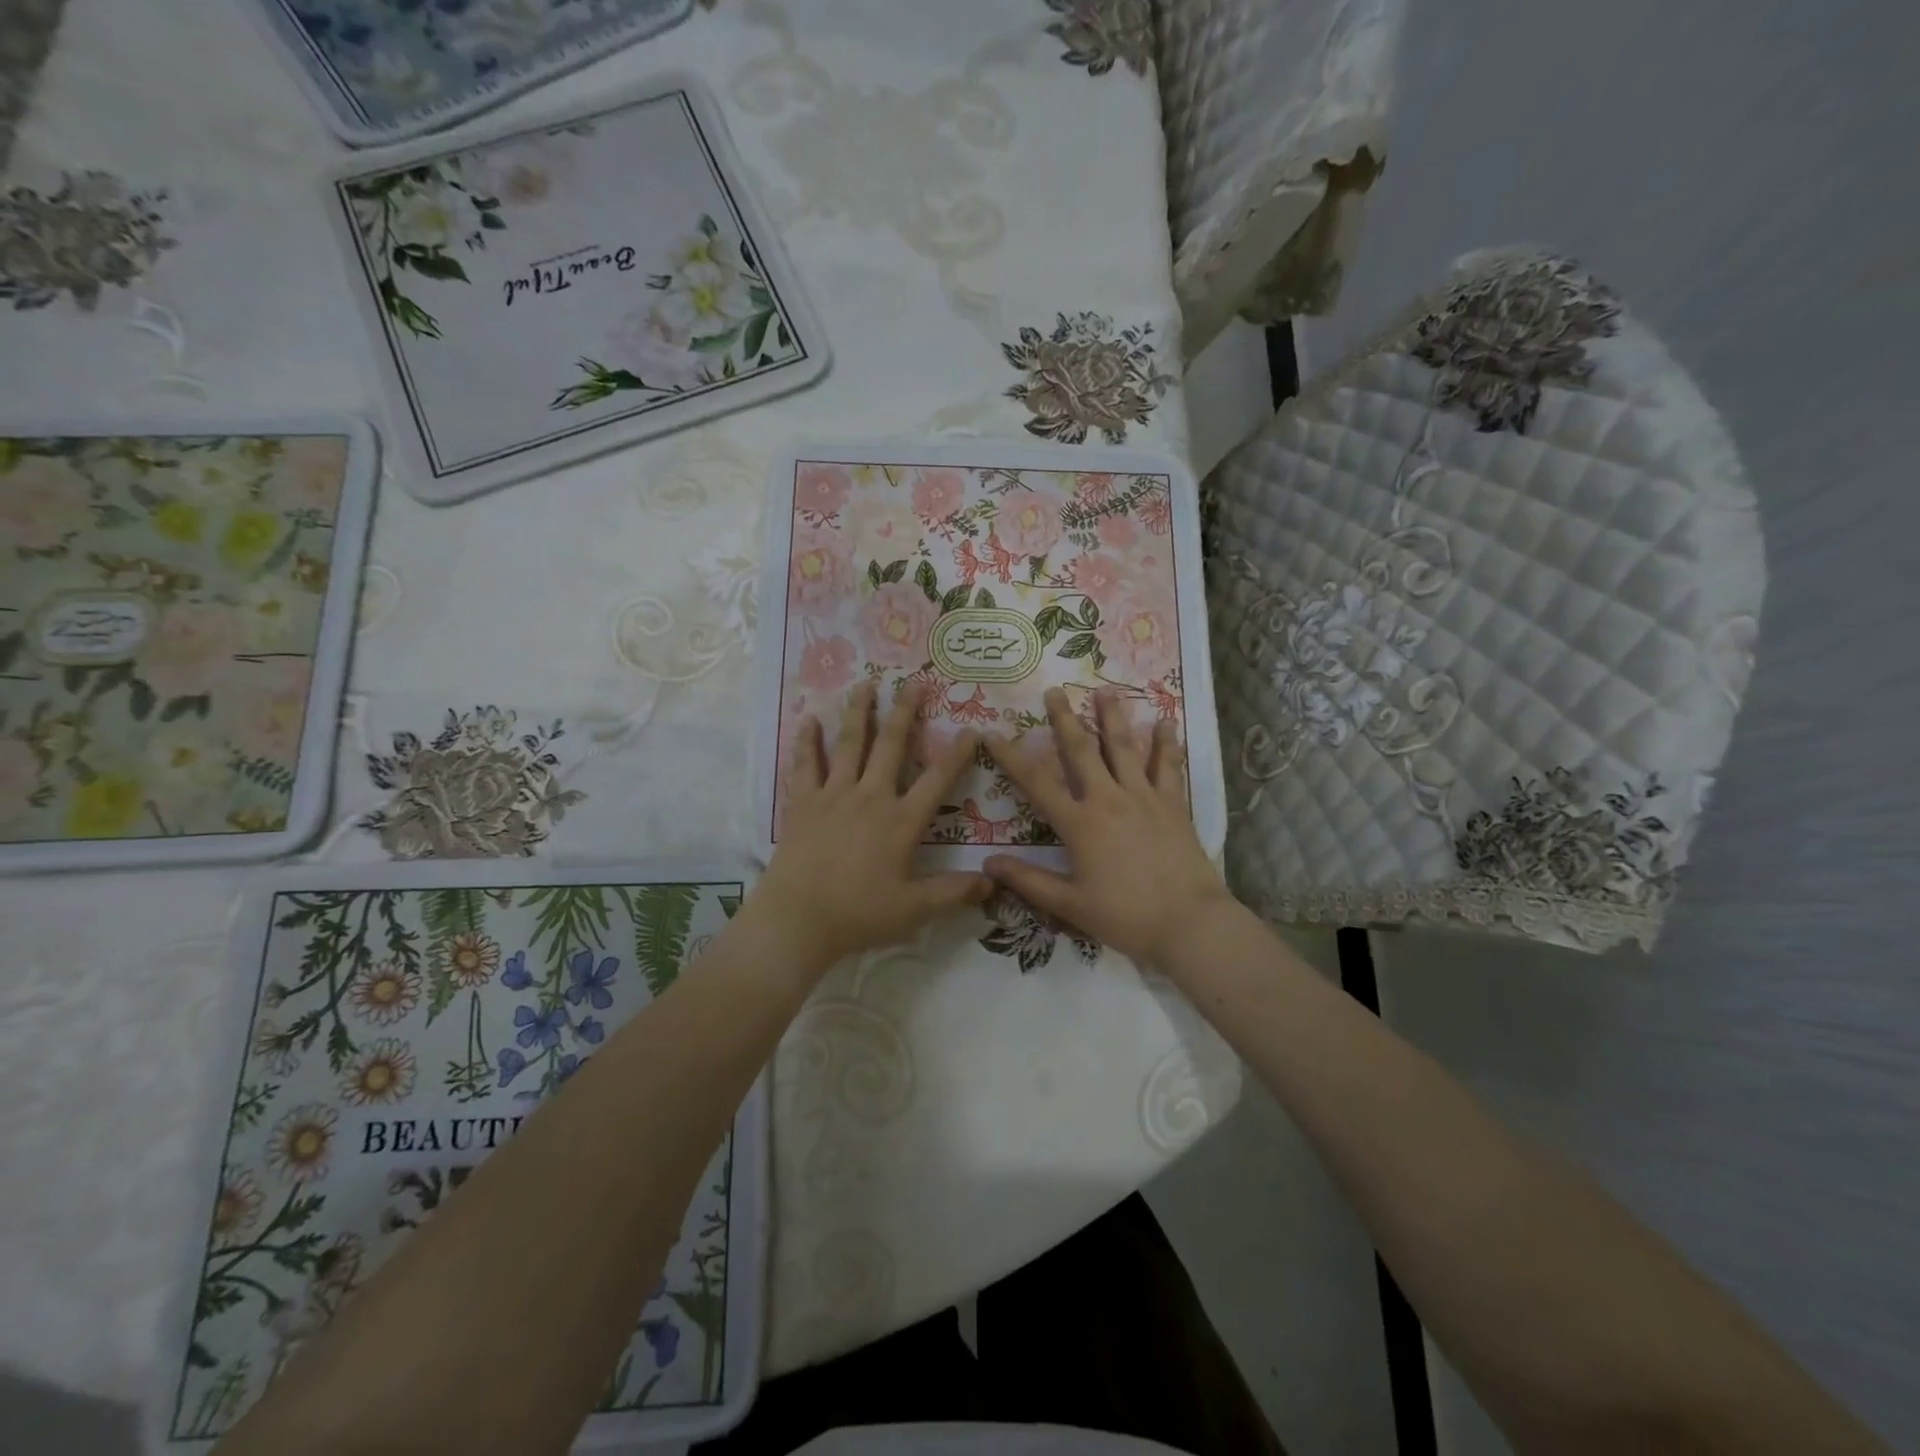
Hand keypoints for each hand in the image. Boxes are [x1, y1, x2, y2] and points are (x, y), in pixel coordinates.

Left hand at [749, 681, 991, 967]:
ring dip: (859, 712)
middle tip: (914, 683)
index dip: (958, 753)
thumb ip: (954, 892)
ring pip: (850, 744)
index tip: (972, 729)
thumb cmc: (859, 914)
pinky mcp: (803, 802)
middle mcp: (871, 797)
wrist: (798, 918)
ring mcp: (834, 795)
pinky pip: (805, 764)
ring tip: (866, 684)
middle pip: (891, 746)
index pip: (937, 780)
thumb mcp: (915, 910)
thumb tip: (993, 884)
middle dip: (905, 712)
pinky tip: (808, 720)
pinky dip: (807, 741)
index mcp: (901, 821)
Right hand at [984, 688, 1230, 968]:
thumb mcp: (1070, 905)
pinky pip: (1168, 767)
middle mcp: (1109, 800)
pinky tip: (1165, 723)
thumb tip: (988, 863)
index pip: (1036, 783)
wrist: (1189, 923)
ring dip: (1113, 718)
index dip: (1011, 757)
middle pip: (1082, 751)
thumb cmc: (1125, 917)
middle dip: (1065, 720)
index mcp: (1080, 824)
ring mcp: (1144, 798)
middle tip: (1054, 691)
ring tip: (1106, 690)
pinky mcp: (1173, 805)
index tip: (992, 734)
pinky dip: (1165, 744)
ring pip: (1125, 748)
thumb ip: (1029, 881)